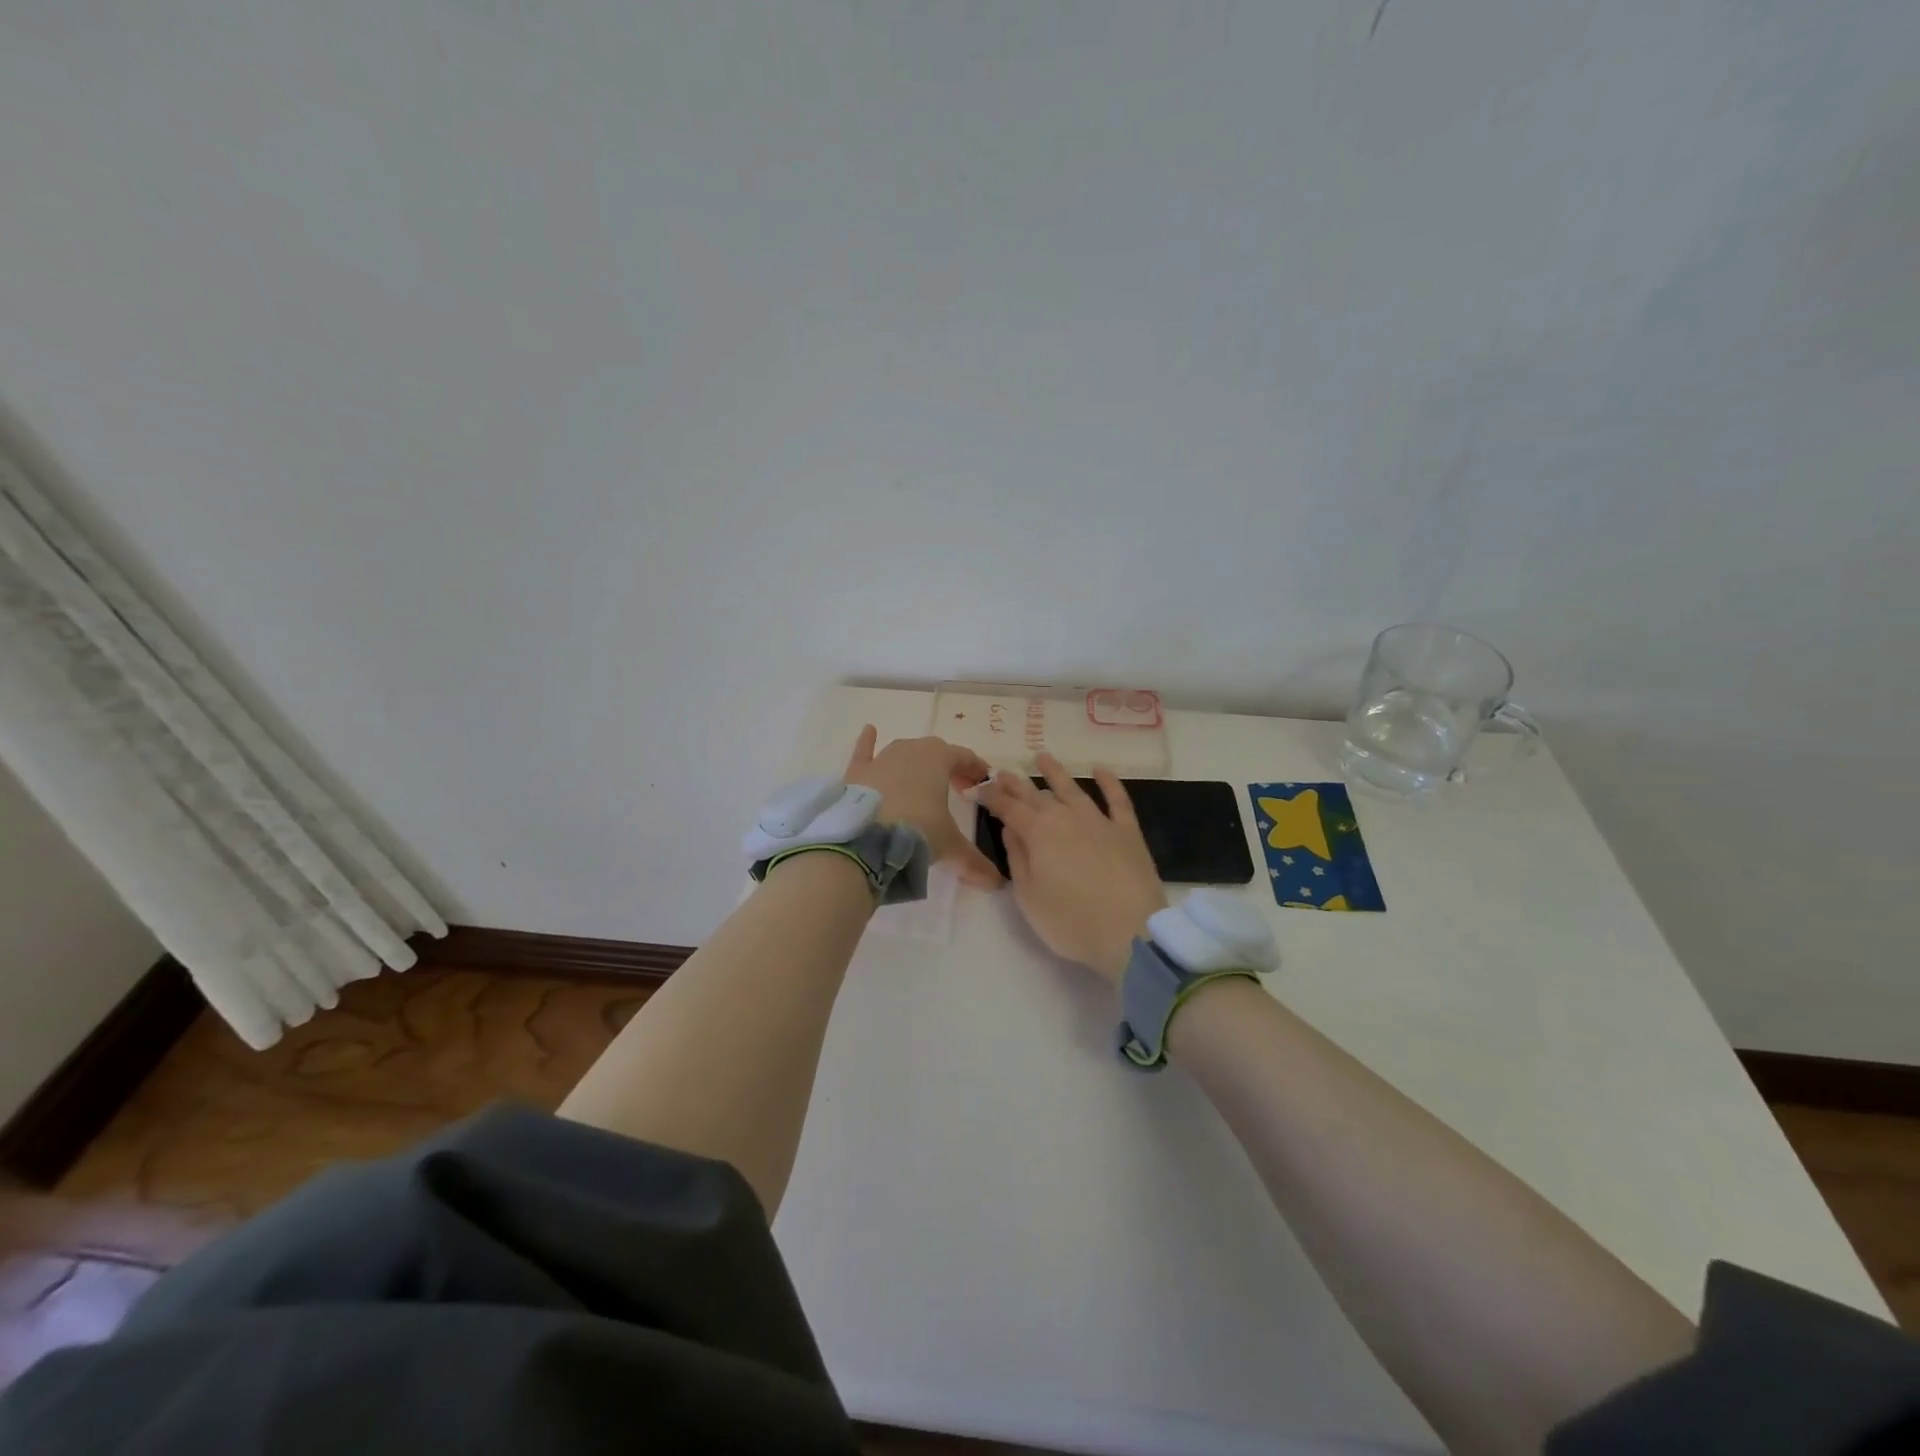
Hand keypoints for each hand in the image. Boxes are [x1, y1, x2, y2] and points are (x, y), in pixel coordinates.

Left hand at [843, 725, 1000, 887]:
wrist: (864, 839)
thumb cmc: (916, 831)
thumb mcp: (949, 846)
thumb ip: (973, 862)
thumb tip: (996, 884)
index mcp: (938, 759)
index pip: (963, 757)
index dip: (975, 769)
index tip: (982, 782)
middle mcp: (910, 750)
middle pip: (935, 752)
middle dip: (948, 767)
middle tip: (957, 788)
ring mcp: (880, 759)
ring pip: (903, 751)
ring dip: (915, 761)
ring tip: (922, 780)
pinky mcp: (856, 773)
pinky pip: (864, 752)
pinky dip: (867, 743)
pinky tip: (869, 731)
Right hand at [973, 753, 1166, 983]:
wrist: (1130, 932)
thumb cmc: (1070, 921)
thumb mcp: (1029, 896)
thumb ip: (1017, 858)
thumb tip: (1010, 828)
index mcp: (1038, 833)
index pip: (1008, 808)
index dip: (992, 797)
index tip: (979, 789)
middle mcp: (1066, 817)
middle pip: (1036, 795)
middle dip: (1016, 783)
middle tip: (1001, 772)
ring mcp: (1099, 820)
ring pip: (1072, 788)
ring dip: (1055, 772)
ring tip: (1042, 757)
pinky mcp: (1127, 830)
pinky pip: (1117, 798)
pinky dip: (1108, 781)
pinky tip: (1099, 770)